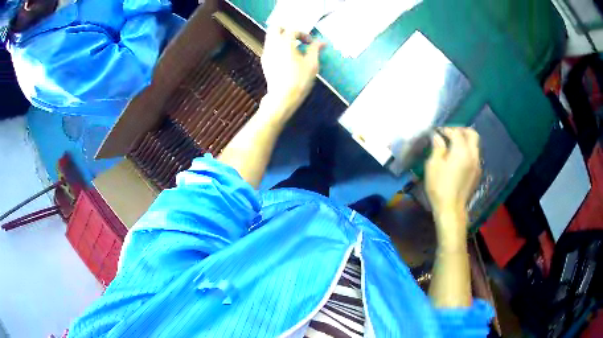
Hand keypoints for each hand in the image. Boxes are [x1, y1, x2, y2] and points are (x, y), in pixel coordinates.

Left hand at [260, 27, 325, 120]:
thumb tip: (322, 42)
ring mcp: (266, 53)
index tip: (311, 43)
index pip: (293, 30)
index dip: (304, 34)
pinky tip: (287, 58)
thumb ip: (315, 49)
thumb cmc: (299, 80)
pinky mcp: (265, 62)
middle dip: (287, 30)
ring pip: (271, 38)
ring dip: (282, 39)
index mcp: (285, 42)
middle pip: (275, 28)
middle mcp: (272, 45)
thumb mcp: (312, 64)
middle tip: (297, 38)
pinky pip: (270, 48)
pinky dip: (278, 47)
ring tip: (294, 49)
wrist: (282, 97)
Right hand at [425, 127, 480, 226]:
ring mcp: (477, 165)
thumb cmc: (439, 186)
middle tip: (450, 134)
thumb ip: (437, 148)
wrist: (451, 209)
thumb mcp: (433, 165)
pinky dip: (467, 152)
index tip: (437, 131)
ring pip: (475, 145)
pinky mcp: (477, 174)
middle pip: (472, 134)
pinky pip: (474, 156)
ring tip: (453, 147)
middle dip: (461, 131)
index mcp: (462, 151)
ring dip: (465, 142)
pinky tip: (458, 160)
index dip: (446, 129)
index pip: (456, 132)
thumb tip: (437, 136)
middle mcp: (473, 155)